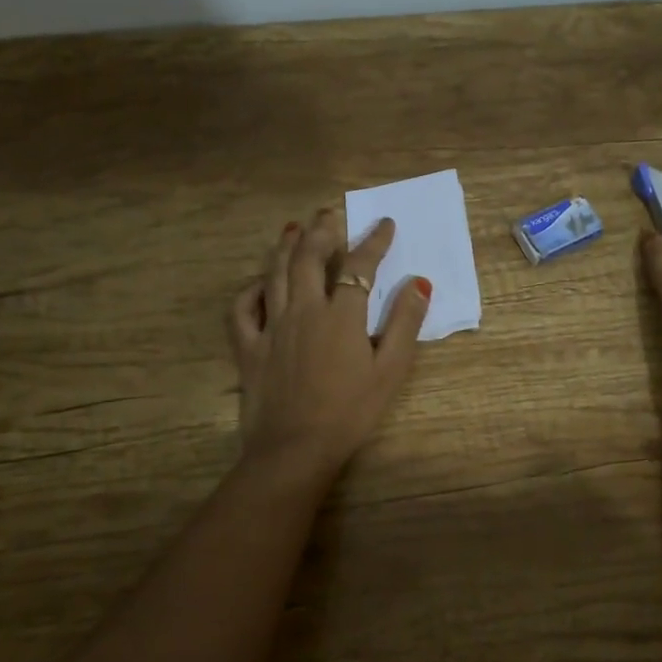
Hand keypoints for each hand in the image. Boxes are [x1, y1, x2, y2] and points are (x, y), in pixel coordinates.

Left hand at [228, 207, 430, 478]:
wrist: (295, 449)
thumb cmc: (350, 413)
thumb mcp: (390, 371)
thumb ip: (405, 324)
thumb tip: (418, 284)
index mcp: (340, 316)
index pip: (359, 266)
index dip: (373, 241)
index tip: (384, 223)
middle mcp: (303, 310)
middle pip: (308, 258)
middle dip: (321, 230)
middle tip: (328, 212)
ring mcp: (271, 327)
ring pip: (274, 274)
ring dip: (285, 246)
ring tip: (293, 228)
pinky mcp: (249, 347)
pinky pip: (242, 309)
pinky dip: (250, 290)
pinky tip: (259, 283)